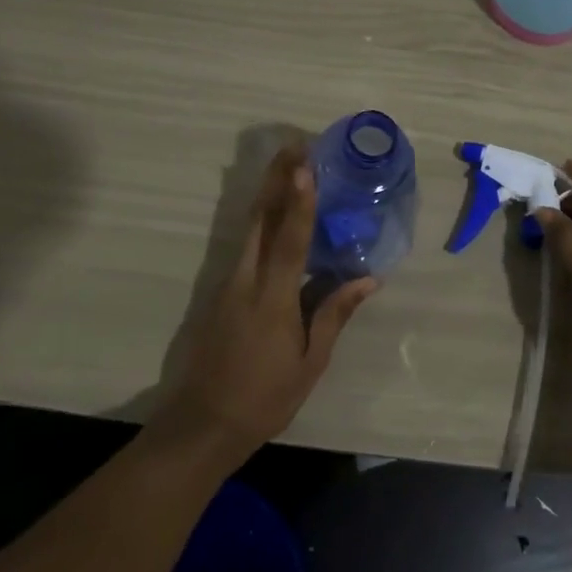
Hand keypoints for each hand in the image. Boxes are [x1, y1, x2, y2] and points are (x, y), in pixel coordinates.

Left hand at [151, 146, 378, 469]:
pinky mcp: (221, 291)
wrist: (202, 424)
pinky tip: (273, 213)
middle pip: (261, 219)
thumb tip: (368, 279)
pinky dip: (261, 220)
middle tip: (295, 147)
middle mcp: (247, 280)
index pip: (289, 239)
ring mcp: (229, 283)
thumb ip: (334, 315)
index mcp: (273, 298)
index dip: (299, 201)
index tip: (304, 166)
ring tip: (287, 168)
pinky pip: (244, 245)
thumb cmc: (264, 397)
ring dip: (267, 194)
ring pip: (249, 228)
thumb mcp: (309, 362)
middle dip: (276, 180)